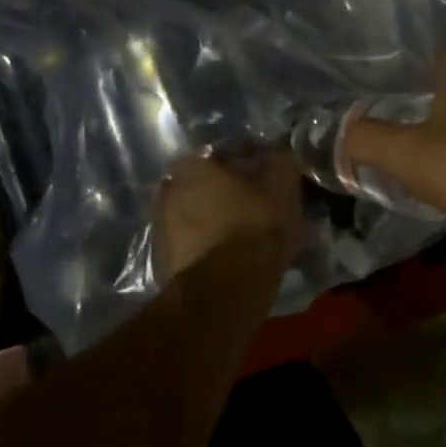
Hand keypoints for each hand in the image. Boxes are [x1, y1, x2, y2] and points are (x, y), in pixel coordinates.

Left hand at [154, 151, 302, 279]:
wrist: (224, 292)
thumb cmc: (254, 229)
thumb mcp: (282, 189)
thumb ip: (281, 164)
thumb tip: (279, 155)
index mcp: (193, 168)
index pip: (216, 154)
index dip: (239, 163)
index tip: (259, 176)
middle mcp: (170, 192)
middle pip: (201, 185)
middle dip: (222, 192)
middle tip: (250, 204)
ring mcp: (163, 228)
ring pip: (194, 216)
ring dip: (213, 220)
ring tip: (241, 234)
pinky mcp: (166, 261)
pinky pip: (191, 244)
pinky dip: (207, 246)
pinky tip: (230, 256)